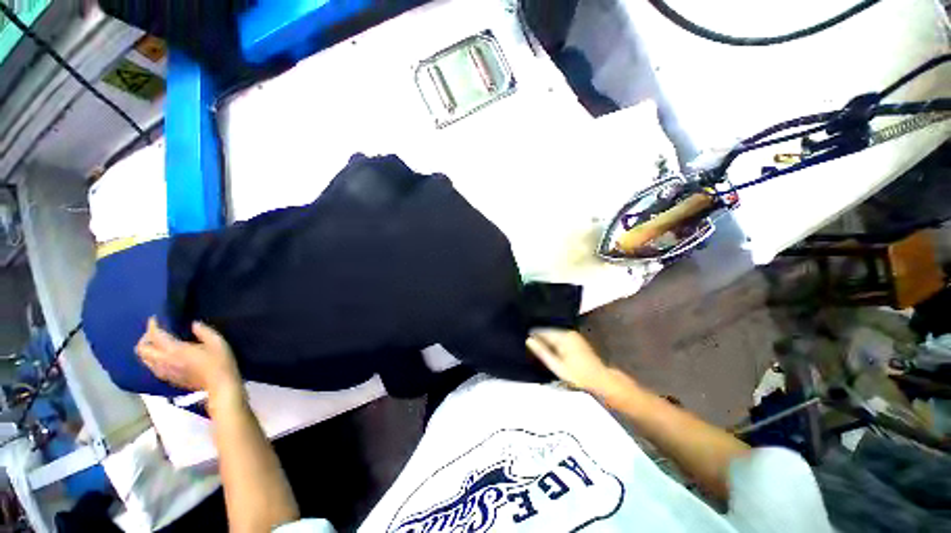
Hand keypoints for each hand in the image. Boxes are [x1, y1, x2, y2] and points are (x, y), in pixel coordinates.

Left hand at [135, 317, 242, 399]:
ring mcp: (164, 372)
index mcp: (174, 350)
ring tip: (159, 344)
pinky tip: (164, 357)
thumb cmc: (220, 362)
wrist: (220, 385)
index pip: (154, 336)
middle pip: (141, 349)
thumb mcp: (217, 342)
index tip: (155, 318)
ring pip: (144, 360)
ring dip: (148, 350)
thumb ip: (203, 331)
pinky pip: (151, 367)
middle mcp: (164, 361)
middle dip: (145, 338)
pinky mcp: (167, 379)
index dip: (152, 325)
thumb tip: (193, 324)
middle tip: (156, 332)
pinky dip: (152, 359)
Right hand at [526, 329, 614, 393]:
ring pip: (553, 335)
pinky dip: (553, 343)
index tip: (522, 340)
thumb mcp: (557, 366)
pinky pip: (559, 338)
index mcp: (563, 336)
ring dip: (545, 341)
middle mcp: (568, 332)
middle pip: (547, 332)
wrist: (601, 380)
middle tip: (527, 346)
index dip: (532, 335)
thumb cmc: (578, 375)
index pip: (542, 330)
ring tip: (535, 348)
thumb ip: (542, 352)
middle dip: (538, 338)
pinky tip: (549, 351)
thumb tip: (528, 340)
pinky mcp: (575, 340)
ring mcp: (573, 335)